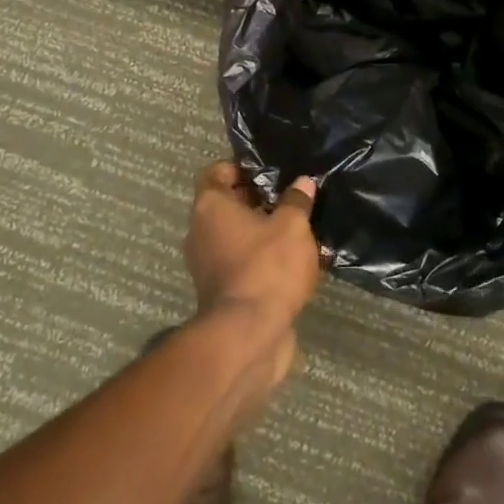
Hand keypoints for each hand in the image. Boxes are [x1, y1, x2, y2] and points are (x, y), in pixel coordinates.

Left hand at [185, 164, 321, 384]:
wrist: (248, 335)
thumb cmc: (266, 266)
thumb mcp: (292, 225)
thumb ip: (296, 201)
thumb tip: (302, 183)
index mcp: (210, 207)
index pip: (215, 173)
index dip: (240, 168)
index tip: (268, 171)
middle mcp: (200, 233)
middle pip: (227, 206)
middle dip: (258, 201)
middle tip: (291, 198)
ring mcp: (207, 266)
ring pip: (237, 237)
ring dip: (264, 233)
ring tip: (300, 231)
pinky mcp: (222, 294)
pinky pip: (243, 265)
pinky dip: (264, 261)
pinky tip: (296, 264)